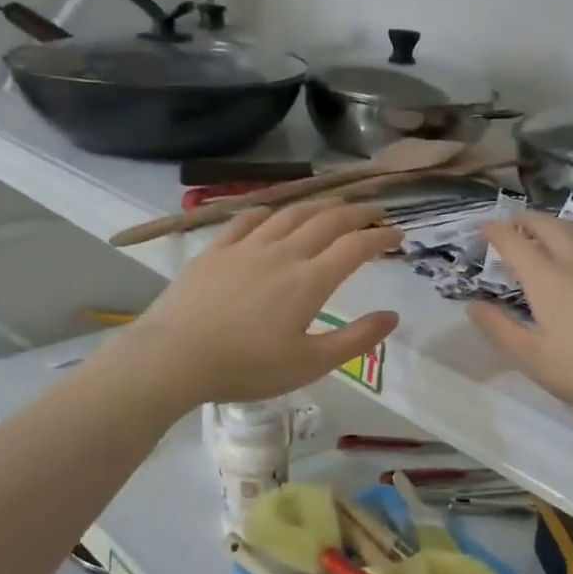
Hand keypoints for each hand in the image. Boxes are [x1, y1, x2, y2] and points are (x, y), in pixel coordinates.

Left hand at [117, 201, 400, 407]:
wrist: (173, 357)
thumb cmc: (246, 367)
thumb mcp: (309, 364)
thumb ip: (355, 339)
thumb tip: (392, 316)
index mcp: (309, 281)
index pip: (355, 247)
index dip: (381, 237)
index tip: (399, 234)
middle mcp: (283, 253)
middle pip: (328, 221)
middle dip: (358, 213)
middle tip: (376, 212)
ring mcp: (246, 248)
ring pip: (290, 214)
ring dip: (319, 205)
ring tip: (334, 206)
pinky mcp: (215, 251)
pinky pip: (246, 220)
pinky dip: (268, 212)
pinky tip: (272, 215)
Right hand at [466, 213, 572, 428]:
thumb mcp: (535, 360)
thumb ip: (499, 330)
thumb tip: (473, 306)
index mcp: (547, 279)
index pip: (513, 241)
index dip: (494, 231)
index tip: (483, 229)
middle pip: (548, 225)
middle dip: (525, 219)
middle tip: (514, 223)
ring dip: (561, 225)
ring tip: (554, 232)